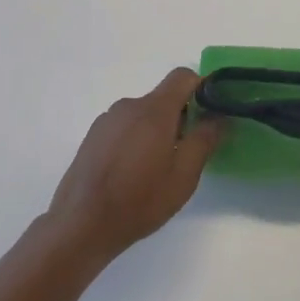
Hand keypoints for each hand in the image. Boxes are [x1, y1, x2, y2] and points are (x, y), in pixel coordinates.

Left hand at [47, 68, 224, 261]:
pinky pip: (123, 126)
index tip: (210, 112)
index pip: (183, 76)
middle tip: (185, 152)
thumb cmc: (139, 200)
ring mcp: (107, 120)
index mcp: (154, 110)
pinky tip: (130, 172)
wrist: (81, 224)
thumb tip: (218, 117)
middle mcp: (128, 106)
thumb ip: (204, 140)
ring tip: (155, 168)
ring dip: (155, 130)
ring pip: (142, 114)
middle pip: (162, 98)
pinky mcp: (92, 136)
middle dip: (179, 117)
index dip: (201, 87)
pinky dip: (134, 139)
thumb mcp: (183, 176)